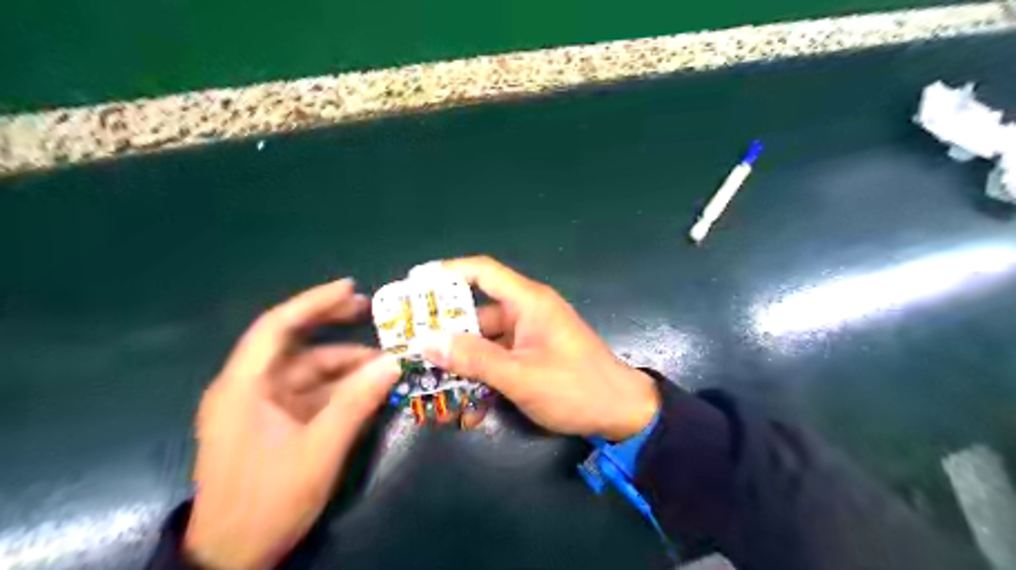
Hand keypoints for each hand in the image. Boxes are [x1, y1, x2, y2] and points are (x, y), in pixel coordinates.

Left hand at [185, 279, 399, 567]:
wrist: (233, 557)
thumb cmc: (268, 501)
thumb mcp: (319, 451)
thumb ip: (357, 402)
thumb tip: (393, 361)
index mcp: (243, 387)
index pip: (277, 327)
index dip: (313, 302)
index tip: (350, 288)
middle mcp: (248, 387)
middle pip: (293, 342)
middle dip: (331, 324)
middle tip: (369, 310)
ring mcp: (261, 405)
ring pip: (308, 369)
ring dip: (345, 363)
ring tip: (384, 361)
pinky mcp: (273, 420)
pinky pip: (311, 392)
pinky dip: (340, 386)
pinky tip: (369, 387)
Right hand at [420, 256, 658, 440]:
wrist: (621, 414)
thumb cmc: (576, 388)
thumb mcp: (521, 376)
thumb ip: (475, 358)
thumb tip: (427, 340)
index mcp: (529, 302)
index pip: (482, 272)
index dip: (447, 271)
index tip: (414, 283)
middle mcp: (526, 313)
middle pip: (476, 311)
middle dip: (445, 330)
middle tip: (410, 344)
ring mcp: (529, 336)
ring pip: (484, 341)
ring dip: (462, 362)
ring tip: (430, 381)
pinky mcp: (531, 357)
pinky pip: (498, 359)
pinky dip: (482, 376)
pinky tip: (468, 408)